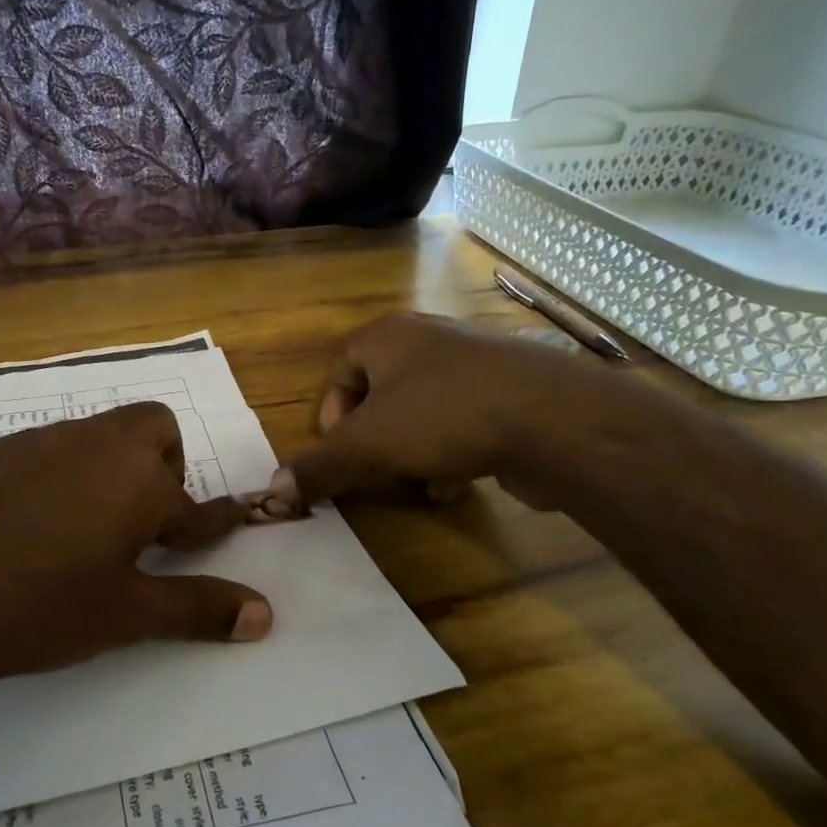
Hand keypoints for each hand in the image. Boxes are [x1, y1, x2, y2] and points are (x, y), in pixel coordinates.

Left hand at [0, 402, 271, 695]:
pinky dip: (65, 477)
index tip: (229, 527)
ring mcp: (40, 441)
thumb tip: (265, 614)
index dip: (216, 522)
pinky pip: (52, 451)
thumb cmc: (34, 606)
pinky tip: (33, 527)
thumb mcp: (124, 615)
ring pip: (100, 438)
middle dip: (164, 472)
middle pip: (153, 432)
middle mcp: (95, 443)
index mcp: (138, 478)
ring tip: (88, 535)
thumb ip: (197, 609)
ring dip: (113, 473)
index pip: (197, 503)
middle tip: (143, 532)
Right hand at [269, 312, 609, 509]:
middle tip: (375, 472)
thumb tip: (273, 489)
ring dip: (409, 453)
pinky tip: (454, 483)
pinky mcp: (508, 392)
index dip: (330, 415)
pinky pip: (459, 422)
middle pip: (379, 394)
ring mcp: (473, 363)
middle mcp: (428, 340)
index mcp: (387, 336)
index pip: (339, 369)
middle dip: (373, 441)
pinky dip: (448, 452)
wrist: (554, 418)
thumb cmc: (443, 416)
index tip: (339, 452)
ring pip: (420, 412)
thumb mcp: (367, 445)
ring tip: (417, 483)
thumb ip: (319, 466)